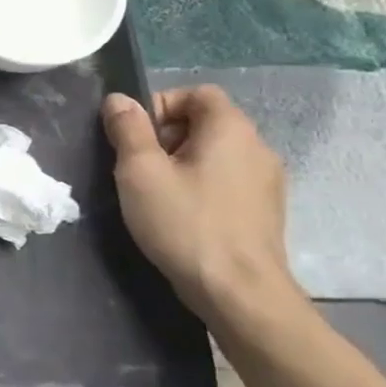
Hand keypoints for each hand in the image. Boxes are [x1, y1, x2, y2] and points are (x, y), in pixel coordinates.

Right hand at [101, 85, 298, 322]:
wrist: (240, 293)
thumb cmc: (185, 223)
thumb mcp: (140, 172)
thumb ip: (128, 130)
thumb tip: (119, 100)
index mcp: (230, 130)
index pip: (196, 93)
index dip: (160, 105)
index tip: (135, 138)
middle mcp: (257, 147)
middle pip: (205, 122)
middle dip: (166, 137)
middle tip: (138, 168)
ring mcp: (266, 182)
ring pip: (214, 154)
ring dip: (181, 164)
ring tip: (155, 195)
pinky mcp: (264, 211)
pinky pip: (226, 181)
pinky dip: (200, 186)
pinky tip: (182, 215)